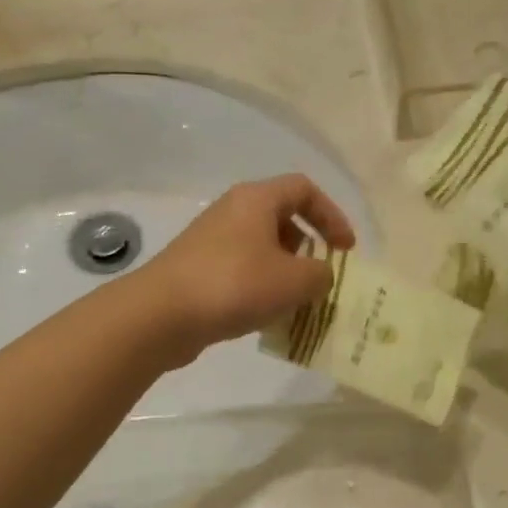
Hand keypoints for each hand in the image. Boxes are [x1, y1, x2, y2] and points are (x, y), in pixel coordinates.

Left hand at [137, 174, 356, 366]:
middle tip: (319, 277)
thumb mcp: (295, 281)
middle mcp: (232, 211)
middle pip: (282, 218)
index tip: (346, 249)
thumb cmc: (235, 285)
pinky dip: (260, 288)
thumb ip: (321, 274)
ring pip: (261, 248)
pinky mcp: (197, 269)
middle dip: (308, 248)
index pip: (304, 189)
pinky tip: (265, 317)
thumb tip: (319, 275)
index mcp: (257, 199)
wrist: (161, 314)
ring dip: (284, 272)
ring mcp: (211, 240)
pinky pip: (241, 271)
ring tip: (296, 303)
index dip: (332, 215)